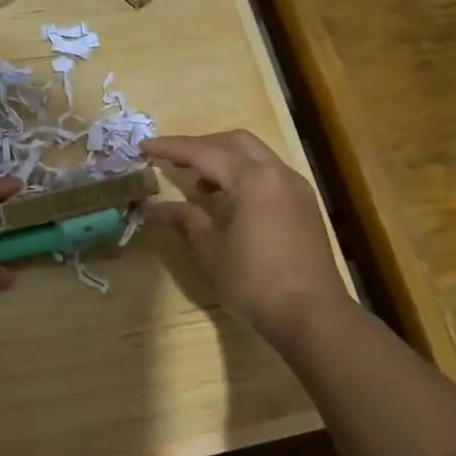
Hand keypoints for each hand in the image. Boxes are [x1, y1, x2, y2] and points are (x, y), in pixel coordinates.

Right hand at [141, 130, 351, 347]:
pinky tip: (230, 201)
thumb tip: (152, 207)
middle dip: (201, 146)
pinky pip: (269, 174)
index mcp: (252, 178)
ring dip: (224, 160)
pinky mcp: (305, 206)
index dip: (171, 148)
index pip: (203, 152)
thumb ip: (183, 219)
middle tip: (173, 162)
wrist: (311, 314)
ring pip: (256, 156)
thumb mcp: (209, 250)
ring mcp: (296, 188)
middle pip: (234, 142)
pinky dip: (244, 175)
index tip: (143, 147)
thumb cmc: (253, 281)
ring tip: (199, 185)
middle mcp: (277, 173)